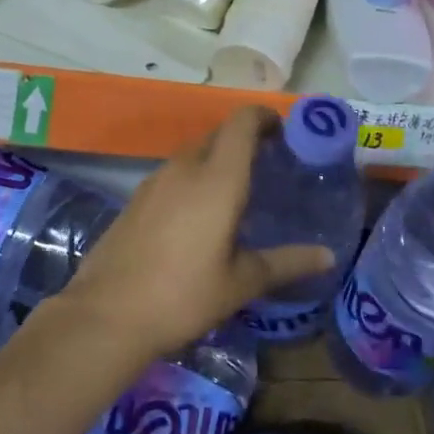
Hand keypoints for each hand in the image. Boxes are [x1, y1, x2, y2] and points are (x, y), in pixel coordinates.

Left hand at [57, 106, 334, 361]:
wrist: (106, 317)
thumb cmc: (184, 296)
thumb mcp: (242, 282)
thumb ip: (287, 262)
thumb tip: (327, 256)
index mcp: (217, 180)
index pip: (241, 123)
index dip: (263, 117)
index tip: (282, 132)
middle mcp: (183, 170)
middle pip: (217, 135)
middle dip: (243, 141)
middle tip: (267, 166)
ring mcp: (153, 183)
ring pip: (191, 155)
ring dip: (215, 161)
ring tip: (235, 193)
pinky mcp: (133, 201)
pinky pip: (171, 176)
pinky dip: (192, 181)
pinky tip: (197, 217)